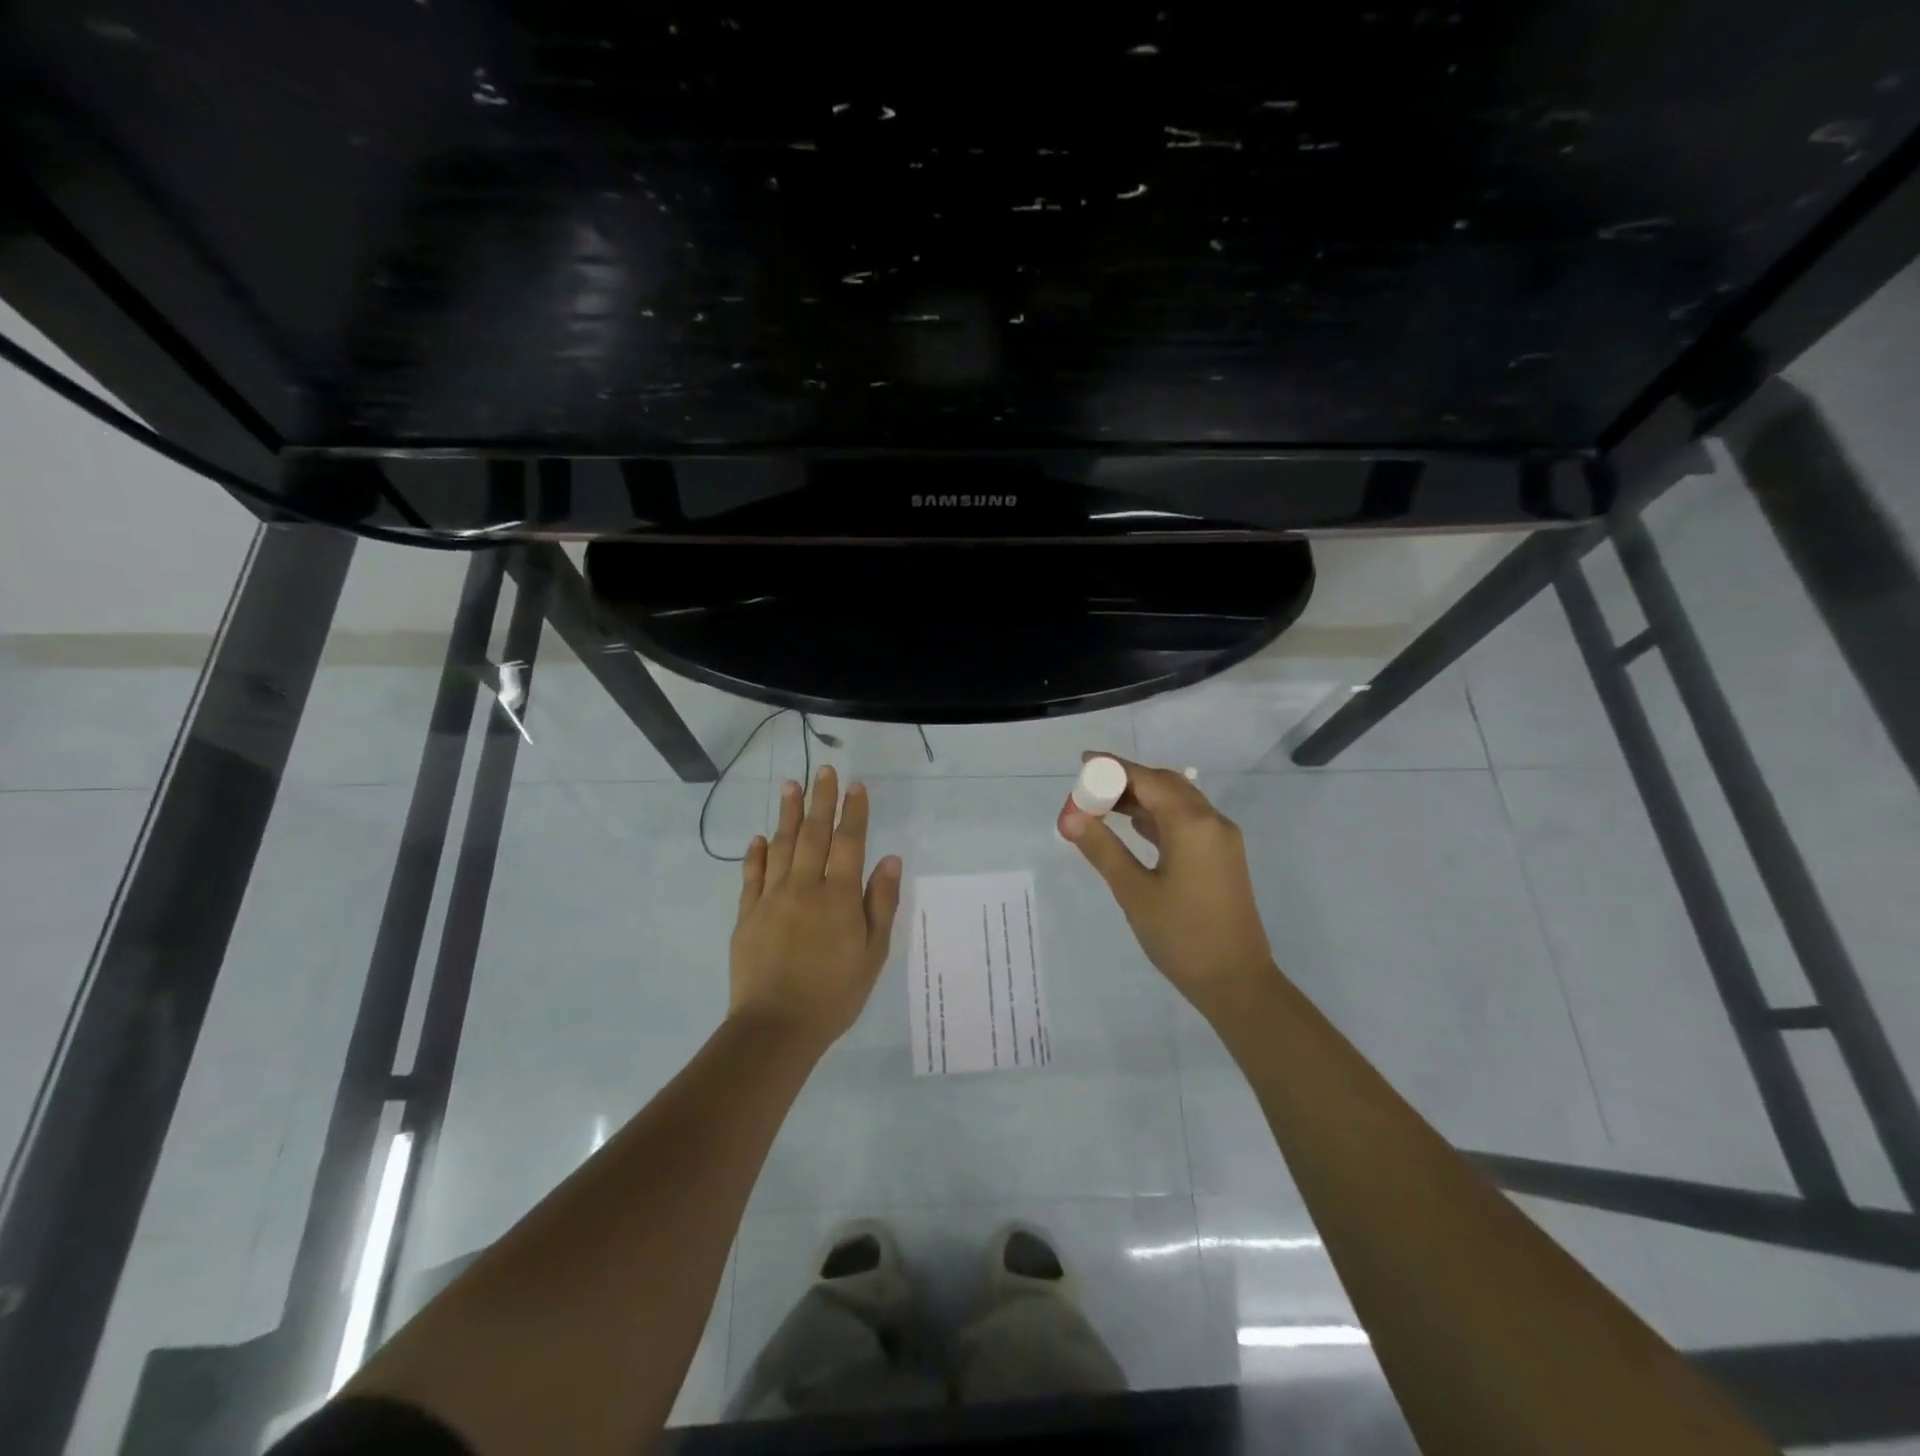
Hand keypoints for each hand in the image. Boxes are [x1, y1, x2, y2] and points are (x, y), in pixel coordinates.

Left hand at [730, 766, 902, 1050]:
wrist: (776, 1028)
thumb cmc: (834, 994)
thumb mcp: (873, 954)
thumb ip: (881, 904)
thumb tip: (889, 859)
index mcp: (839, 897)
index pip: (848, 843)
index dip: (854, 812)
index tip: (856, 785)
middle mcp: (804, 887)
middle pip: (813, 834)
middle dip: (820, 800)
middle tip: (822, 769)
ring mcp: (771, 898)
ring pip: (781, 846)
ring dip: (787, 814)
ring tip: (790, 785)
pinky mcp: (747, 915)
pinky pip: (751, 875)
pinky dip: (756, 854)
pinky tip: (760, 838)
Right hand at [1060, 753, 1279, 1020]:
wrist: (1237, 982)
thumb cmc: (1182, 936)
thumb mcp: (1133, 891)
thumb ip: (1101, 848)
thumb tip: (1070, 817)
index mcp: (1192, 824)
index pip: (1147, 779)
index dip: (1113, 768)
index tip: (1082, 763)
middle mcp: (1212, 821)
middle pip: (1165, 784)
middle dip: (1126, 781)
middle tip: (1088, 790)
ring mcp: (1221, 839)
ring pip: (1177, 801)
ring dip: (1141, 798)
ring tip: (1101, 806)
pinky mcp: (1222, 856)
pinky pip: (1186, 821)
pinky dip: (1157, 816)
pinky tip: (1132, 826)